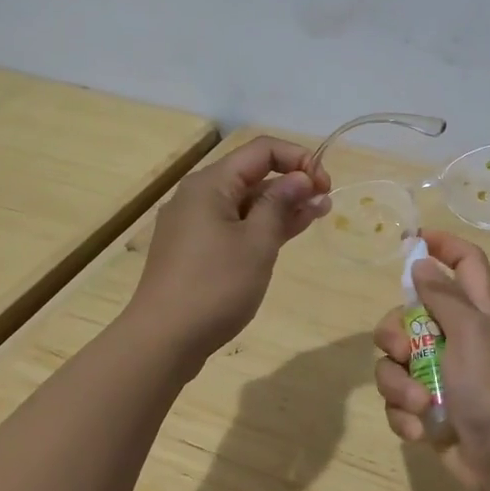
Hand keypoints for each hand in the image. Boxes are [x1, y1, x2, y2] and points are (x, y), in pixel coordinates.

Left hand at [128, 135, 331, 364]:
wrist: (162, 340)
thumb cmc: (214, 286)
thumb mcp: (257, 242)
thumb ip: (281, 204)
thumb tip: (300, 178)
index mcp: (210, 184)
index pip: (262, 150)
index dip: (298, 158)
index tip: (325, 183)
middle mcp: (198, 196)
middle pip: (252, 174)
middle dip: (292, 182)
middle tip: (327, 202)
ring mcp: (194, 225)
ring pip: (245, 203)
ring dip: (281, 206)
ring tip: (318, 214)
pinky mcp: (195, 250)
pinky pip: (235, 226)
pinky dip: (262, 226)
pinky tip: (288, 233)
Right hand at [374, 229, 489, 490]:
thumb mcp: (471, 332)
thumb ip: (443, 297)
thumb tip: (422, 262)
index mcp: (478, 313)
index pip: (466, 263)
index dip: (443, 245)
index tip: (412, 241)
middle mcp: (457, 338)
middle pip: (409, 314)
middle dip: (395, 333)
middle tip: (404, 350)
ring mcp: (440, 375)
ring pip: (395, 361)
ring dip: (398, 384)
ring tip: (418, 404)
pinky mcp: (427, 409)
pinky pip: (398, 400)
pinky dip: (404, 414)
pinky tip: (419, 430)